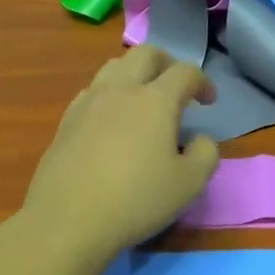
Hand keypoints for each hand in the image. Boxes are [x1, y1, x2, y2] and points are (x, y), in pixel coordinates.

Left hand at [23, 46, 220, 261]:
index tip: (208, 101)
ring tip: (143, 99)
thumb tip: (200, 139)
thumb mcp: (189, 184)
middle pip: (145, 54)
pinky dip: (110, 94)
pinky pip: (92, 91)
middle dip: (167, 63)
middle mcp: (120, 90)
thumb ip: (206, 154)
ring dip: (135, 73)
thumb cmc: (136, 200)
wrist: (68, 220)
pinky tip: (112, 120)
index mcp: (155, 100)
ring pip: (114, 66)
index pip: (185, 72)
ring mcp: (88, 102)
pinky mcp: (66, 120)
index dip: (203, 81)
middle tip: (177, 87)